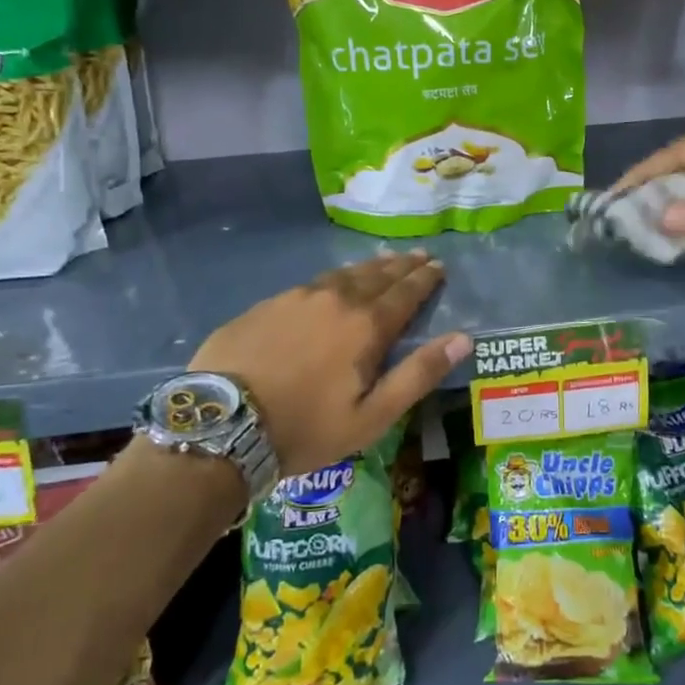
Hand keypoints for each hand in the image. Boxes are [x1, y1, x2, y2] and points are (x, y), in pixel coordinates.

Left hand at [190, 250, 470, 478]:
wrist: (221, 425)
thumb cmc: (305, 428)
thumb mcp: (372, 416)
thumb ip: (418, 374)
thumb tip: (463, 338)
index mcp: (366, 326)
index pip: (405, 293)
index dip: (425, 279)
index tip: (438, 266)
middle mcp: (336, 300)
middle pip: (377, 276)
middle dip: (402, 266)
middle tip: (418, 255)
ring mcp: (296, 298)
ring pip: (343, 274)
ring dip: (369, 267)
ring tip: (384, 260)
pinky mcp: (266, 305)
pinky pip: (312, 283)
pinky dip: (334, 278)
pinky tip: (332, 282)